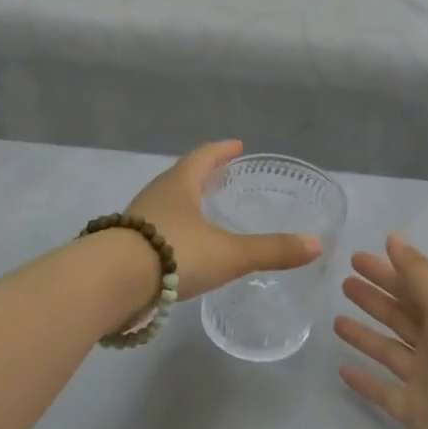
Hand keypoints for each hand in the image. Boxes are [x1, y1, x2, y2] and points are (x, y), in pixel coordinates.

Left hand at [126, 141, 322, 300]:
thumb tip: (316, 244)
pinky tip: (180, 250)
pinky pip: (154, 231)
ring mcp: (136, 221)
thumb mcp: (230, 253)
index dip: (221, 151)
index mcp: (179, 184)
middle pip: (182, 178)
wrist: (111, 282)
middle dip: (202, 176)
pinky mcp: (124, 247)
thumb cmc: (175, 253)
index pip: (203, 157)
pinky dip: (172, 232)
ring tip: (203, 214)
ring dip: (185, 205)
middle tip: (222, 178)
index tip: (236, 146)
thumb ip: (272, 250)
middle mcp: (155, 195)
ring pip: (166, 205)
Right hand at [336, 236, 427, 428]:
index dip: (386, 272)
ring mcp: (426, 380)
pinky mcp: (415, 413)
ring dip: (364, 336)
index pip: (413, 287)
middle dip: (374, 299)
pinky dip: (364, 381)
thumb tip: (394, 238)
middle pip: (399, 316)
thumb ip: (420, 276)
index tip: (357, 258)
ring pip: (388, 350)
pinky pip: (383, 392)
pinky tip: (341, 369)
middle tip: (344, 283)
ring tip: (336, 321)